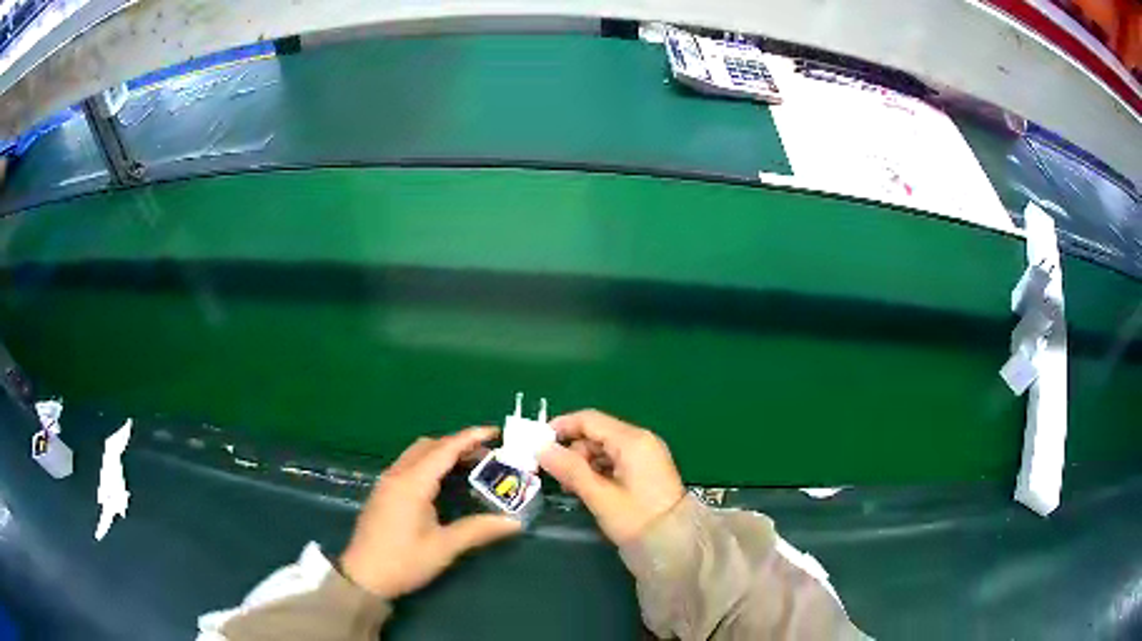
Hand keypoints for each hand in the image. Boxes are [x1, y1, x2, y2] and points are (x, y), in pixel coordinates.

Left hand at [340, 427, 522, 598]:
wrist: (364, 577)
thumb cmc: (404, 561)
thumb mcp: (444, 548)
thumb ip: (478, 530)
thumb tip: (514, 522)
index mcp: (412, 484)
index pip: (444, 450)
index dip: (470, 438)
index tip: (494, 432)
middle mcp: (397, 475)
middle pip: (429, 446)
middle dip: (457, 444)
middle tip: (485, 454)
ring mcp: (386, 483)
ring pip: (416, 454)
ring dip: (441, 452)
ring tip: (468, 465)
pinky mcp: (382, 493)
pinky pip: (408, 465)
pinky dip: (429, 462)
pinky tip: (442, 482)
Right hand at [538, 410, 685, 544]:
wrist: (674, 545)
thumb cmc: (636, 519)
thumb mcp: (599, 495)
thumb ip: (570, 469)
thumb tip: (541, 448)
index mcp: (632, 440)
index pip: (589, 419)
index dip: (561, 427)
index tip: (537, 444)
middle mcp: (641, 440)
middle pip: (597, 433)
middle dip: (572, 450)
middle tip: (555, 475)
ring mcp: (646, 454)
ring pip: (605, 448)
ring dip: (584, 462)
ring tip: (571, 488)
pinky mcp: (647, 469)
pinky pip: (616, 460)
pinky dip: (599, 470)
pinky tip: (589, 489)